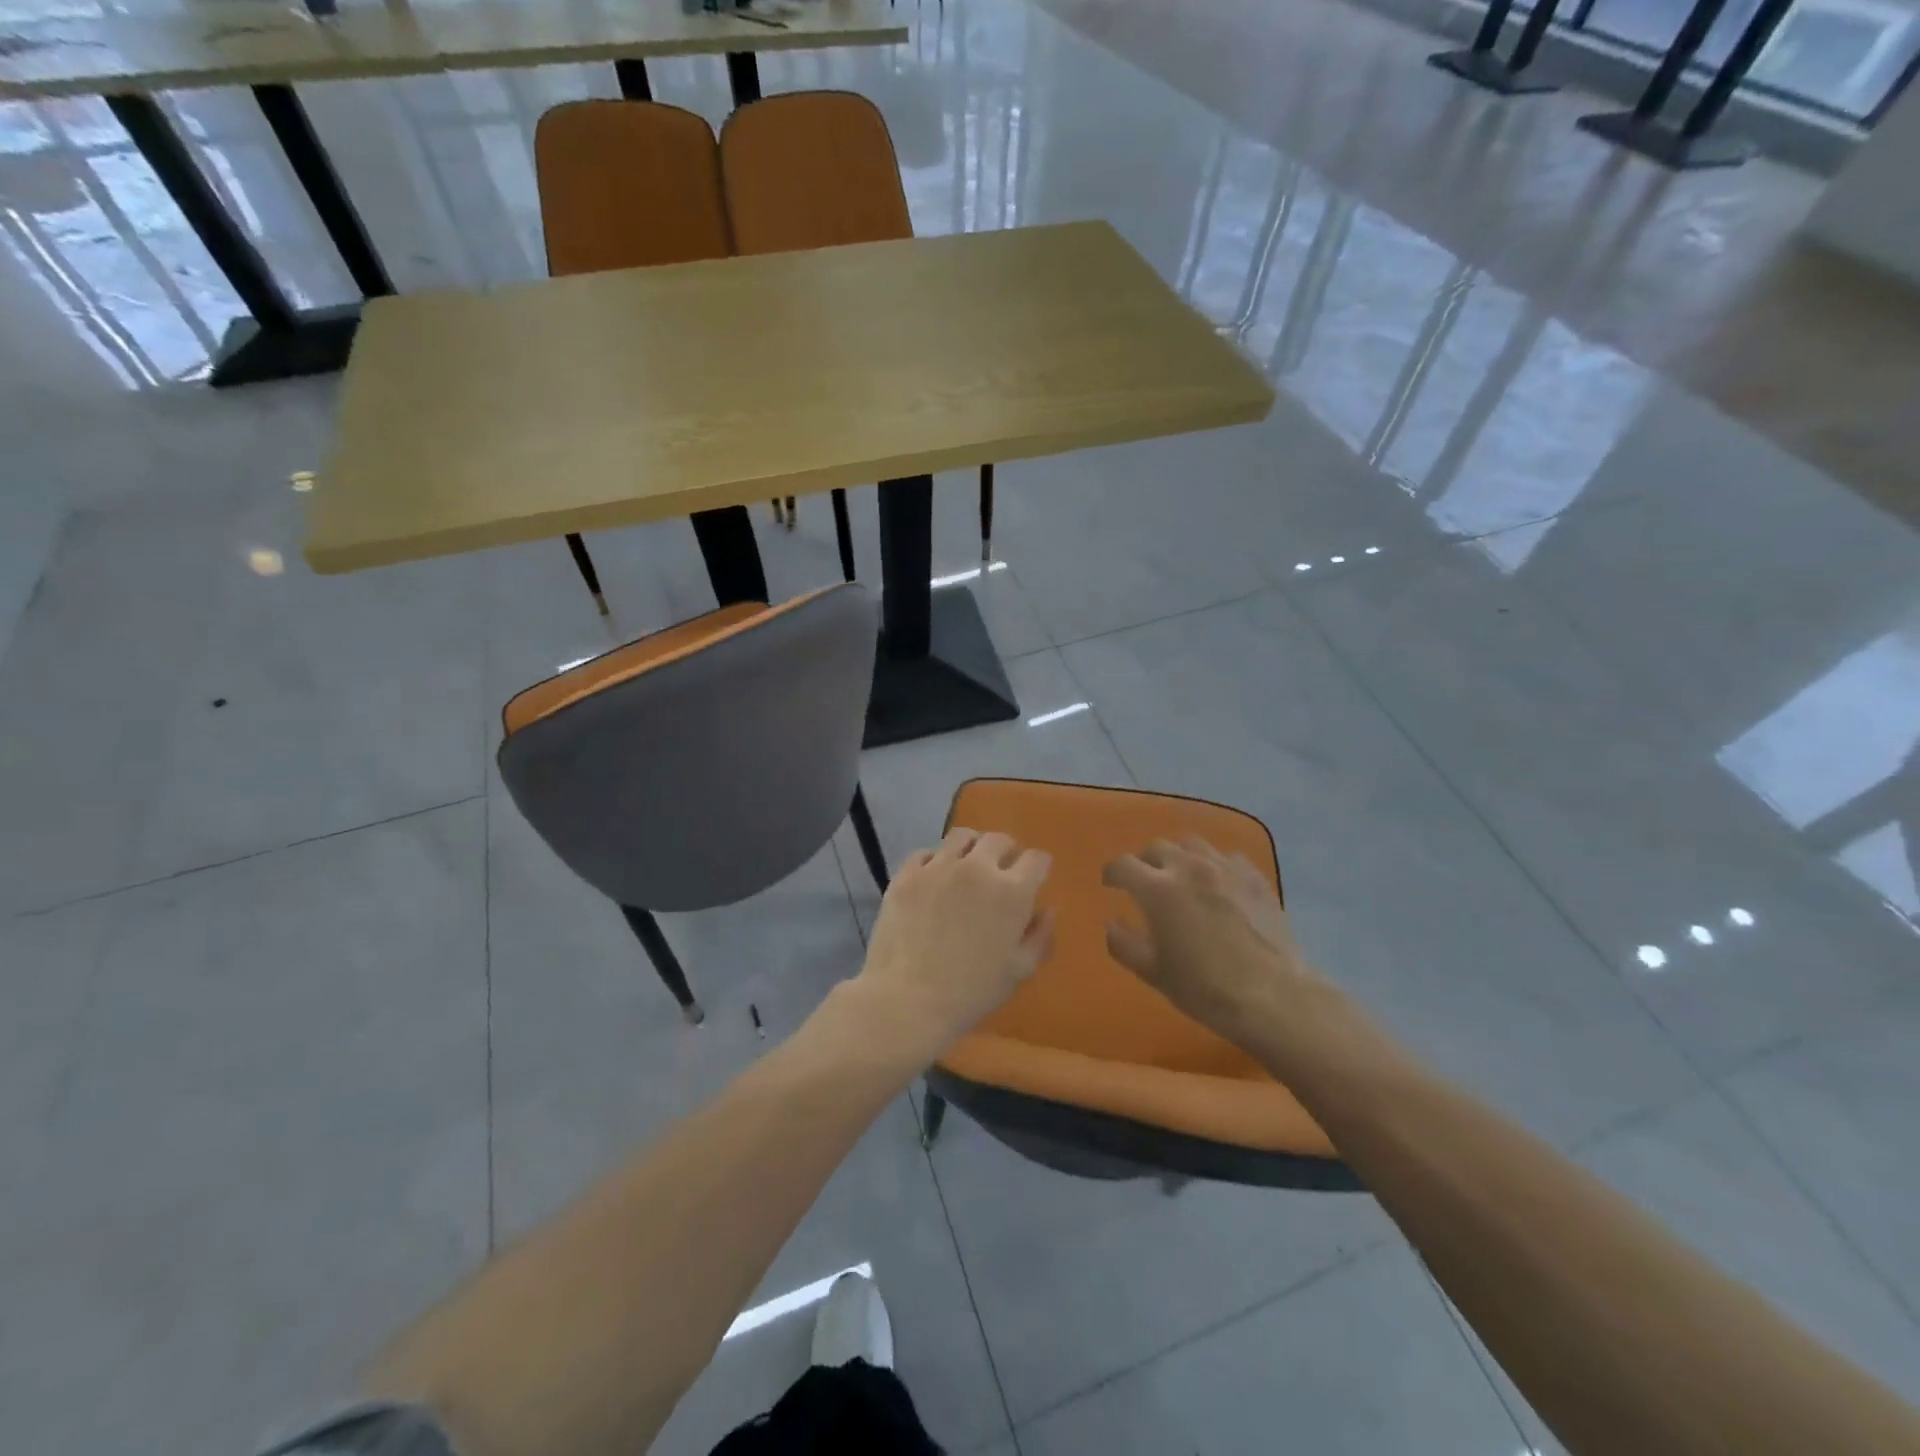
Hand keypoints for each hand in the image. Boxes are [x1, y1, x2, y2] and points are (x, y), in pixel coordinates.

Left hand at [854, 827, 1054, 1060]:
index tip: (1032, 880)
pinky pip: (925, 852)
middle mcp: (977, 868)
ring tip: (966, 868)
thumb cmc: (971, 992)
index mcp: (1012, 892)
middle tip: (999, 874)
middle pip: (999, 840)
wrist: (907, 1000)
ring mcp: (938, 867)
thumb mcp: (1019, 971)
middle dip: (1006, 853)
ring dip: (971, 848)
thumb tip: (1046, 909)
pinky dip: (935, 861)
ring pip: (962, 836)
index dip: (1037, 869)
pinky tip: (933, 881)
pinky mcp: (907, 873)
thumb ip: (1040, 935)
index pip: (1036, 859)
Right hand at [1102, 836, 1332, 1049]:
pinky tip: (1218, 885)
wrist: (1275, 997)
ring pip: (1192, 844)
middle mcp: (1189, 868)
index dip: (1112, 873)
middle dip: (1145, 862)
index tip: (1111, 885)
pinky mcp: (1254, 877)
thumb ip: (1124, 944)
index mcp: (1158, 889)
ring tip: (1182, 877)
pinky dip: (1215, 865)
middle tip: (1147, 883)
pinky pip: (1227, 857)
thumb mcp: (1154, 973)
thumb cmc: (1206, 988)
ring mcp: (1225, 868)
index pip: (1122, 865)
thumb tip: (1111, 923)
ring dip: (1180, 856)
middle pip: (1157, 847)